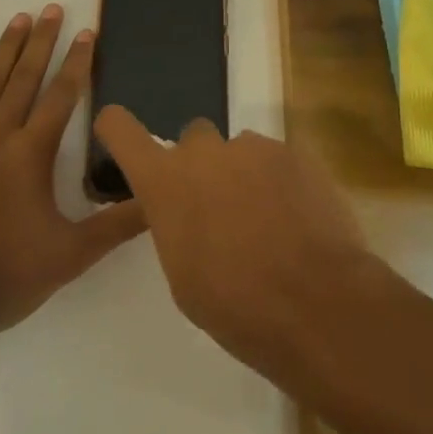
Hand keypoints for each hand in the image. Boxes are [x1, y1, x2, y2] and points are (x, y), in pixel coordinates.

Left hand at [0, 8, 145, 334]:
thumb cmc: (5, 276)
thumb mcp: (72, 255)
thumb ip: (118, 224)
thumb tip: (160, 200)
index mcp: (32, 153)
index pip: (62, 95)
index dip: (78, 62)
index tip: (87, 32)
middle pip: (25, 78)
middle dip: (42, 41)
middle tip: (51, 8)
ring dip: (5, 50)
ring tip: (19, 19)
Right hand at [91, 107, 377, 371]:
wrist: (316, 301)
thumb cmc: (236, 305)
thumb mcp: (184, 276)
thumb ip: (177, 225)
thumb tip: (189, 211)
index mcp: (166, 182)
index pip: (122, 131)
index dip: (117, 127)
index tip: (116, 129)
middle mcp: (204, 151)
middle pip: (193, 139)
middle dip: (202, 165)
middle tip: (220, 208)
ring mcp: (252, 146)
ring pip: (240, 151)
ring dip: (245, 176)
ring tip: (269, 223)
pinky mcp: (293, 152)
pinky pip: (276, 160)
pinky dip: (280, 183)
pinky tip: (297, 221)